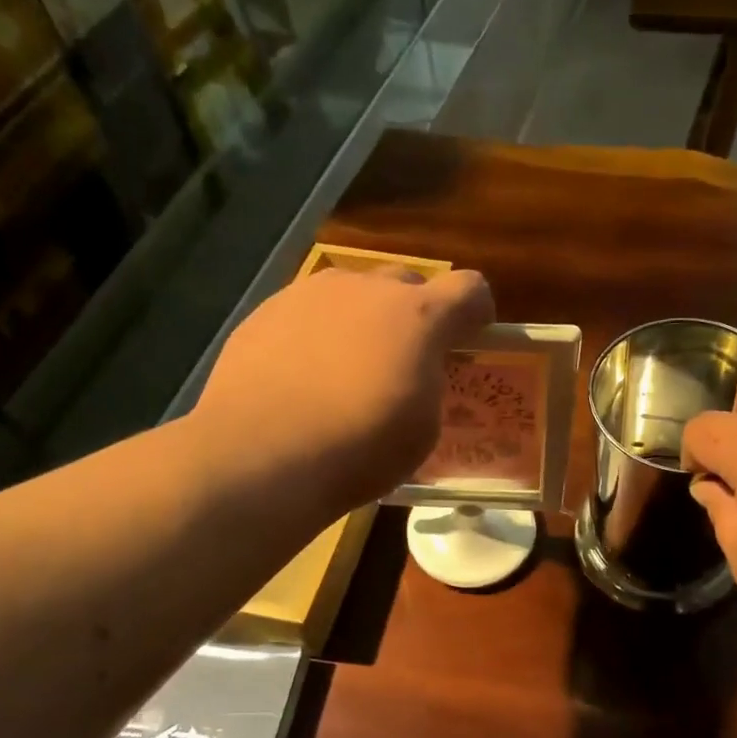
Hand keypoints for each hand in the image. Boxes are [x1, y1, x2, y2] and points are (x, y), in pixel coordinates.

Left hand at [190, 265, 493, 514]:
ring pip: (352, 294)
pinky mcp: (266, 311)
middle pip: (407, 283)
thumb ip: (428, 383)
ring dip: (362, 321)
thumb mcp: (423, 428)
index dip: (475, 314)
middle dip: (414, 315)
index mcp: (418, 316)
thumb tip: (413, 372)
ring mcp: (310, 294)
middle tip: (403, 362)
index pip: (470, 289)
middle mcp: (366, 288)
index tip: (468, 341)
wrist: (261, 455)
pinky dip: (315, 336)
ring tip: (344, 372)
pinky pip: (307, 313)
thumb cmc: (360, 448)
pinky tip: (300, 379)